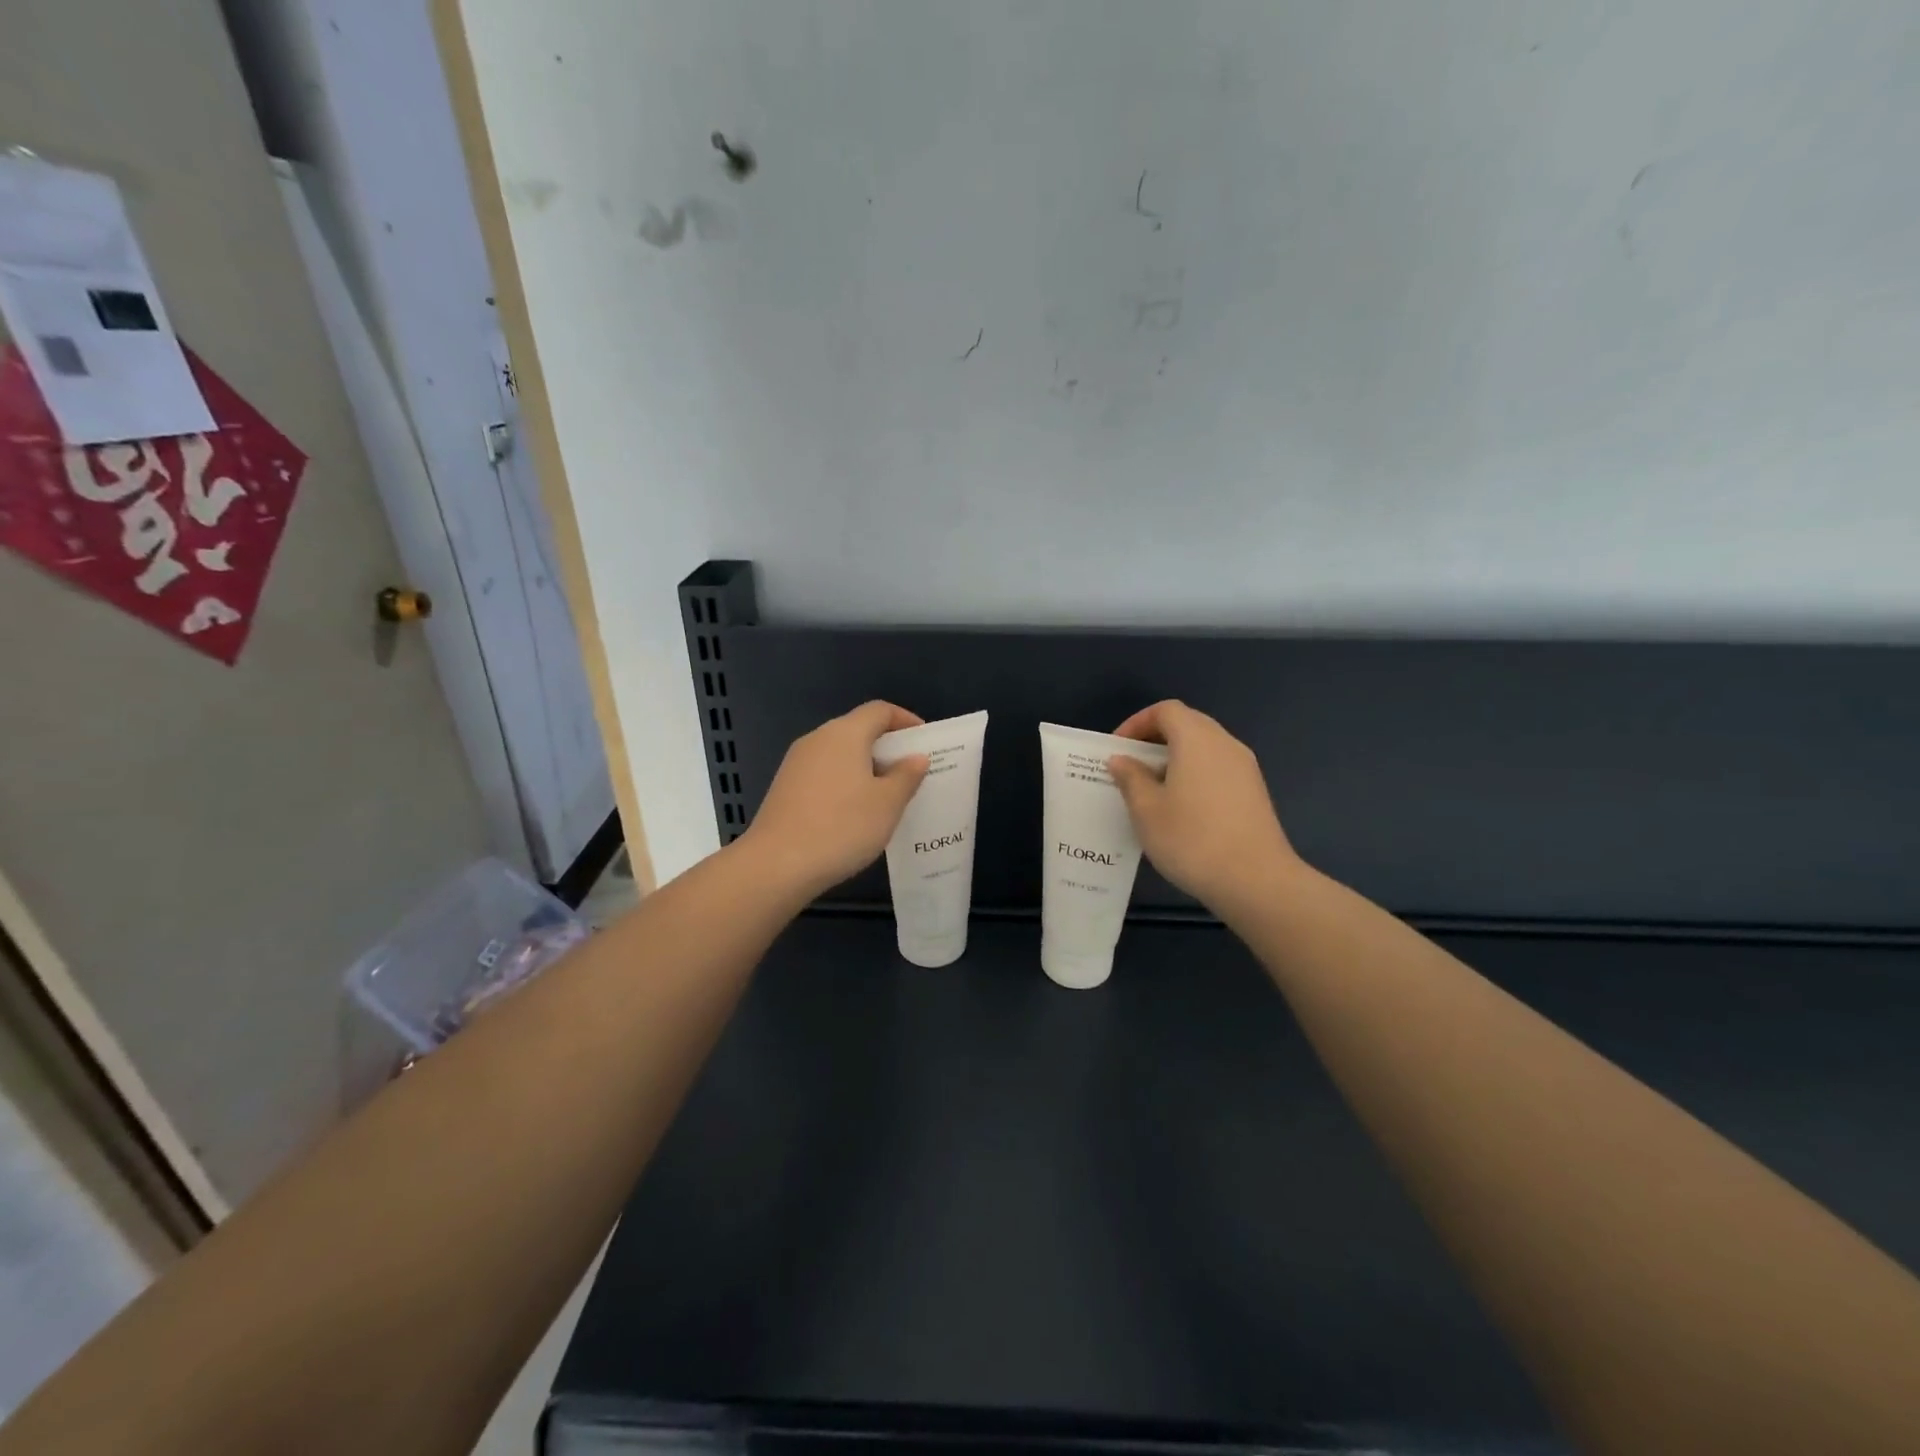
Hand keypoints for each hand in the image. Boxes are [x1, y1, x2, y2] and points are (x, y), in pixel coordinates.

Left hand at [739, 701, 929, 900]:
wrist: (777, 865)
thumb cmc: (842, 827)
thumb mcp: (887, 803)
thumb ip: (906, 776)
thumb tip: (916, 757)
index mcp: (844, 734)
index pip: (879, 711)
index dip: (905, 720)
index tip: (925, 741)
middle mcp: (817, 739)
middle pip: (858, 730)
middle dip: (887, 747)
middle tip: (911, 772)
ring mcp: (796, 764)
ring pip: (840, 754)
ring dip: (866, 768)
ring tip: (888, 796)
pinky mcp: (785, 788)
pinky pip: (824, 774)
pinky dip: (845, 783)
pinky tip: (856, 813)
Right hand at [1108, 700, 1302, 919]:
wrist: (1256, 881)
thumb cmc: (1191, 839)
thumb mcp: (1147, 810)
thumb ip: (1131, 778)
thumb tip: (1122, 759)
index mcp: (1197, 739)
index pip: (1166, 710)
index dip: (1137, 723)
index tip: (1118, 749)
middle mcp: (1225, 744)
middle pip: (1188, 724)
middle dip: (1156, 739)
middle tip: (1131, 767)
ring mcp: (1245, 768)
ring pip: (1204, 748)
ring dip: (1176, 759)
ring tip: (1152, 790)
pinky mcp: (1255, 792)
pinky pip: (1218, 769)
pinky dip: (1195, 775)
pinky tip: (1182, 809)